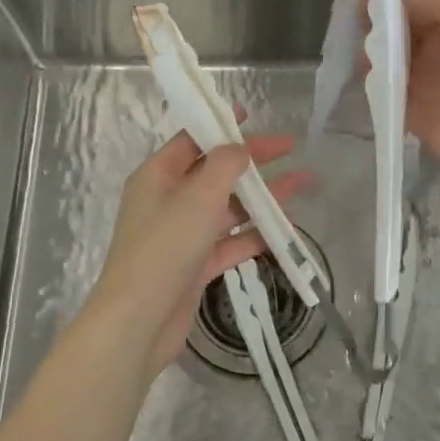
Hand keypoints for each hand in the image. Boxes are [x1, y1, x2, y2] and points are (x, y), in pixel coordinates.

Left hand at [86, 127, 308, 379]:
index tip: (250, 117)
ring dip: (262, 198)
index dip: (221, 127)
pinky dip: (254, 235)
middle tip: (290, 150)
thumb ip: (224, 166)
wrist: (138, 323)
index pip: (193, 141)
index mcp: (158, 176)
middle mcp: (168, 200)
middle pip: (216, 172)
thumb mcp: (198, 197)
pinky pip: (230, 242)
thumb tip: (240, 149)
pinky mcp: (194, 266)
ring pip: (228, 208)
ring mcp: (182, 235)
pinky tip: (284, 232)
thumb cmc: (164, 248)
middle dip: (253, 163)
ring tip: (301, 187)